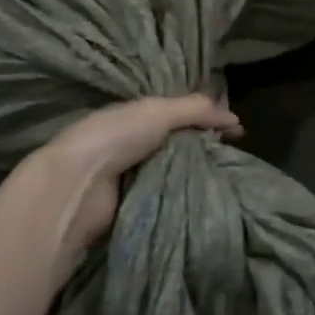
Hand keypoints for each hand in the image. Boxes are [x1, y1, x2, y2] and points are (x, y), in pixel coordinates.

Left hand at [21, 94, 242, 277]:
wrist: (78, 186)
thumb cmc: (115, 137)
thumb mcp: (159, 112)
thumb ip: (196, 109)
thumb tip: (236, 117)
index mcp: (134, 115)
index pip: (177, 112)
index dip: (205, 117)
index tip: (236, 131)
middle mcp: (132, 142)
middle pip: (176, 143)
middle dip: (203, 148)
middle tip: (236, 157)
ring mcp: (131, 175)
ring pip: (173, 171)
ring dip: (195, 175)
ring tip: (230, 179)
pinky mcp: (132, 205)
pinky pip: (166, 196)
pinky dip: (183, 196)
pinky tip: (207, 198)